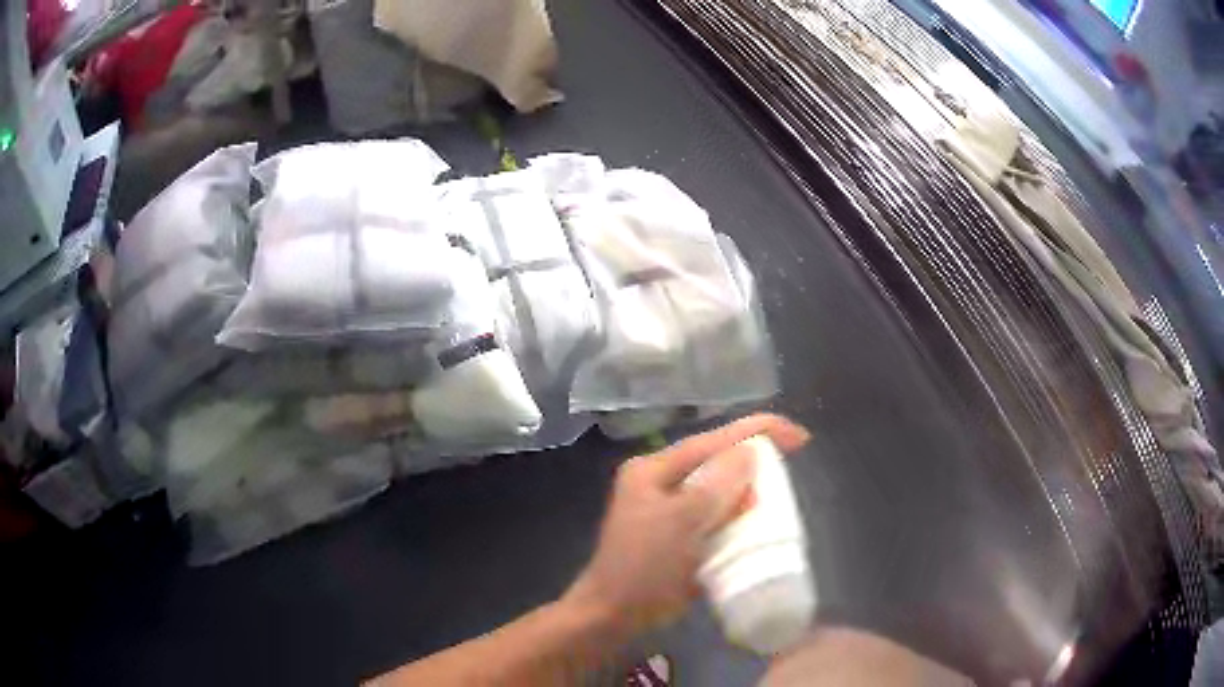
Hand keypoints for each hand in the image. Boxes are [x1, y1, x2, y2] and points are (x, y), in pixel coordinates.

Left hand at [564, 414, 810, 636]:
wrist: (615, 614)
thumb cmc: (643, 566)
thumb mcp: (680, 522)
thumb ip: (715, 486)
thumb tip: (749, 451)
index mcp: (654, 470)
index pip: (712, 440)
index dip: (757, 431)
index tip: (799, 436)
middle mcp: (662, 483)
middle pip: (717, 463)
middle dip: (753, 465)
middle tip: (787, 472)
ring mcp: (670, 510)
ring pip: (720, 491)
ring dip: (748, 494)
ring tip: (777, 500)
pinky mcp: (681, 535)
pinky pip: (718, 517)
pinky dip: (738, 519)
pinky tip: (758, 525)